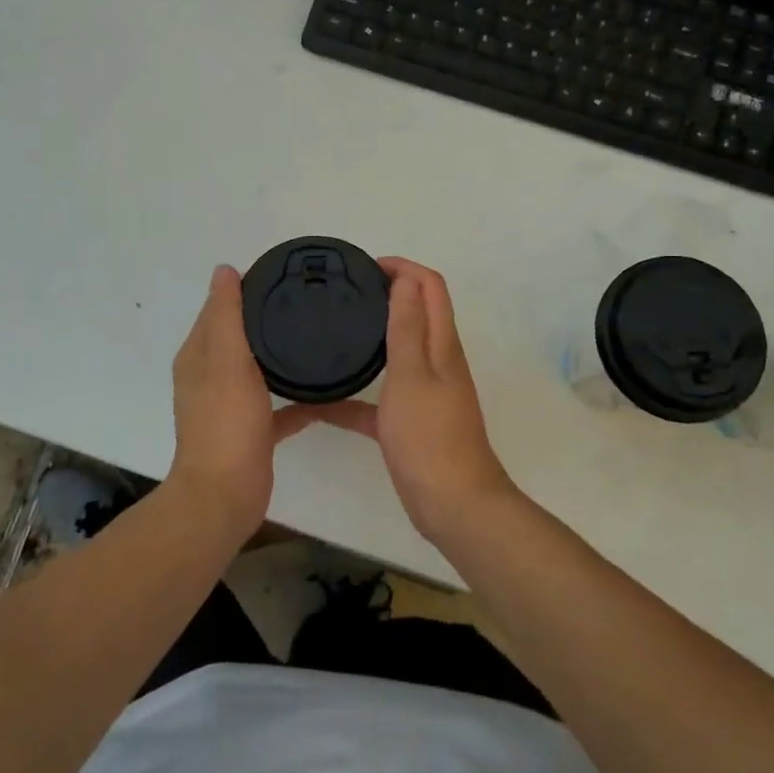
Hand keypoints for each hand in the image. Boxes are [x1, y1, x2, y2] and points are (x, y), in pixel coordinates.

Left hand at [169, 265, 329, 535]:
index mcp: (198, 356)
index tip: (280, 275)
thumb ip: (227, 315)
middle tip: (305, 302)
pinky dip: (296, 399)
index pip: (218, 310)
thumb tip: (224, 270)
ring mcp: (230, 407)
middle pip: (238, 337)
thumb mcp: (227, 360)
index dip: (241, 289)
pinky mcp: (252, 432)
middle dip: (264, 319)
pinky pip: (278, 407)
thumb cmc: (225, 423)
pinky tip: (326, 394)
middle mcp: (210, 377)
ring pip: (257, 370)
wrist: (225, 495)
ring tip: (316, 338)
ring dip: (279, 356)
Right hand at [310, 258, 517, 542]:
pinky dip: (355, 394)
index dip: (403, 268)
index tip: (365, 267)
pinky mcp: (410, 422)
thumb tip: (404, 280)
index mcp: (442, 344)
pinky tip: (319, 403)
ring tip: (332, 332)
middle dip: (387, 293)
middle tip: (345, 293)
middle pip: (416, 313)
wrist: (453, 506)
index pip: (430, 287)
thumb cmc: (430, 438)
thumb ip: (407, 328)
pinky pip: (379, 399)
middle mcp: (437, 361)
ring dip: (373, 336)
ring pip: (397, 353)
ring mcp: (424, 393)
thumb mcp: (412, 376)